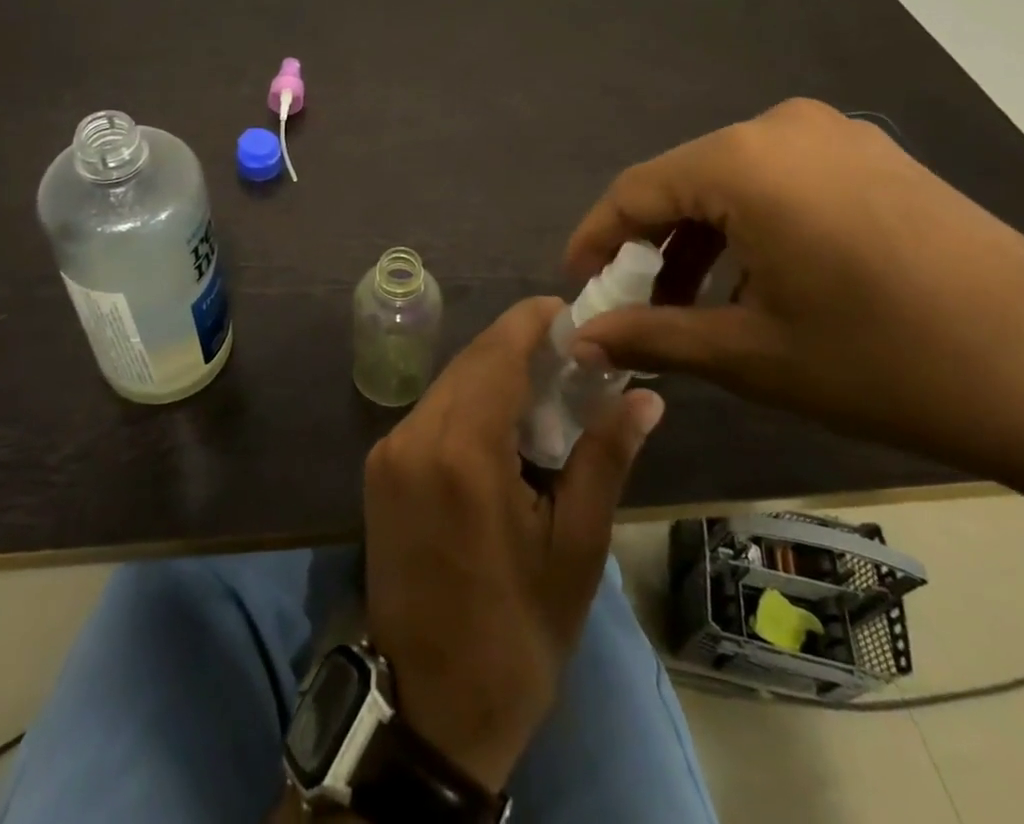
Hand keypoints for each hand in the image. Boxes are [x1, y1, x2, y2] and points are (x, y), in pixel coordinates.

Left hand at [363, 298, 664, 793]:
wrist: (429, 708)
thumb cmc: (516, 634)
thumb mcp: (575, 549)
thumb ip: (604, 458)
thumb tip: (645, 396)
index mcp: (462, 451)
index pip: (498, 352)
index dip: (535, 322)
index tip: (574, 315)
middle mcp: (414, 435)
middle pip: (472, 362)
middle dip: (520, 348)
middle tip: (573, 359)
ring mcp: (388, 451)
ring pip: (449, 383)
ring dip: (494, 374)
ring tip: (547, 390)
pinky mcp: (379, 468)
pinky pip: (431, 411)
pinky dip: (469, 403)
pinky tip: (504, 424)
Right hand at [565, 98, 1023, 501]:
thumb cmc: (884, 363)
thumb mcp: (750, 355)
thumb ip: (650, 336)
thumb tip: (579, 340)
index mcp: (745, 160)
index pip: (636, 190)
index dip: (596, 239)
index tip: (579, 286)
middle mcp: (785, 128)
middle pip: (684, 181)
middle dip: (650, 245)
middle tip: (635, 306)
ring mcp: (840, 136)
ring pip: (734, 181)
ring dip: (701, 239)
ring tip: (692, 304)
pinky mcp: (878, 158)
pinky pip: (783, 181)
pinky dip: (750, 226)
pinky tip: (757, 281)